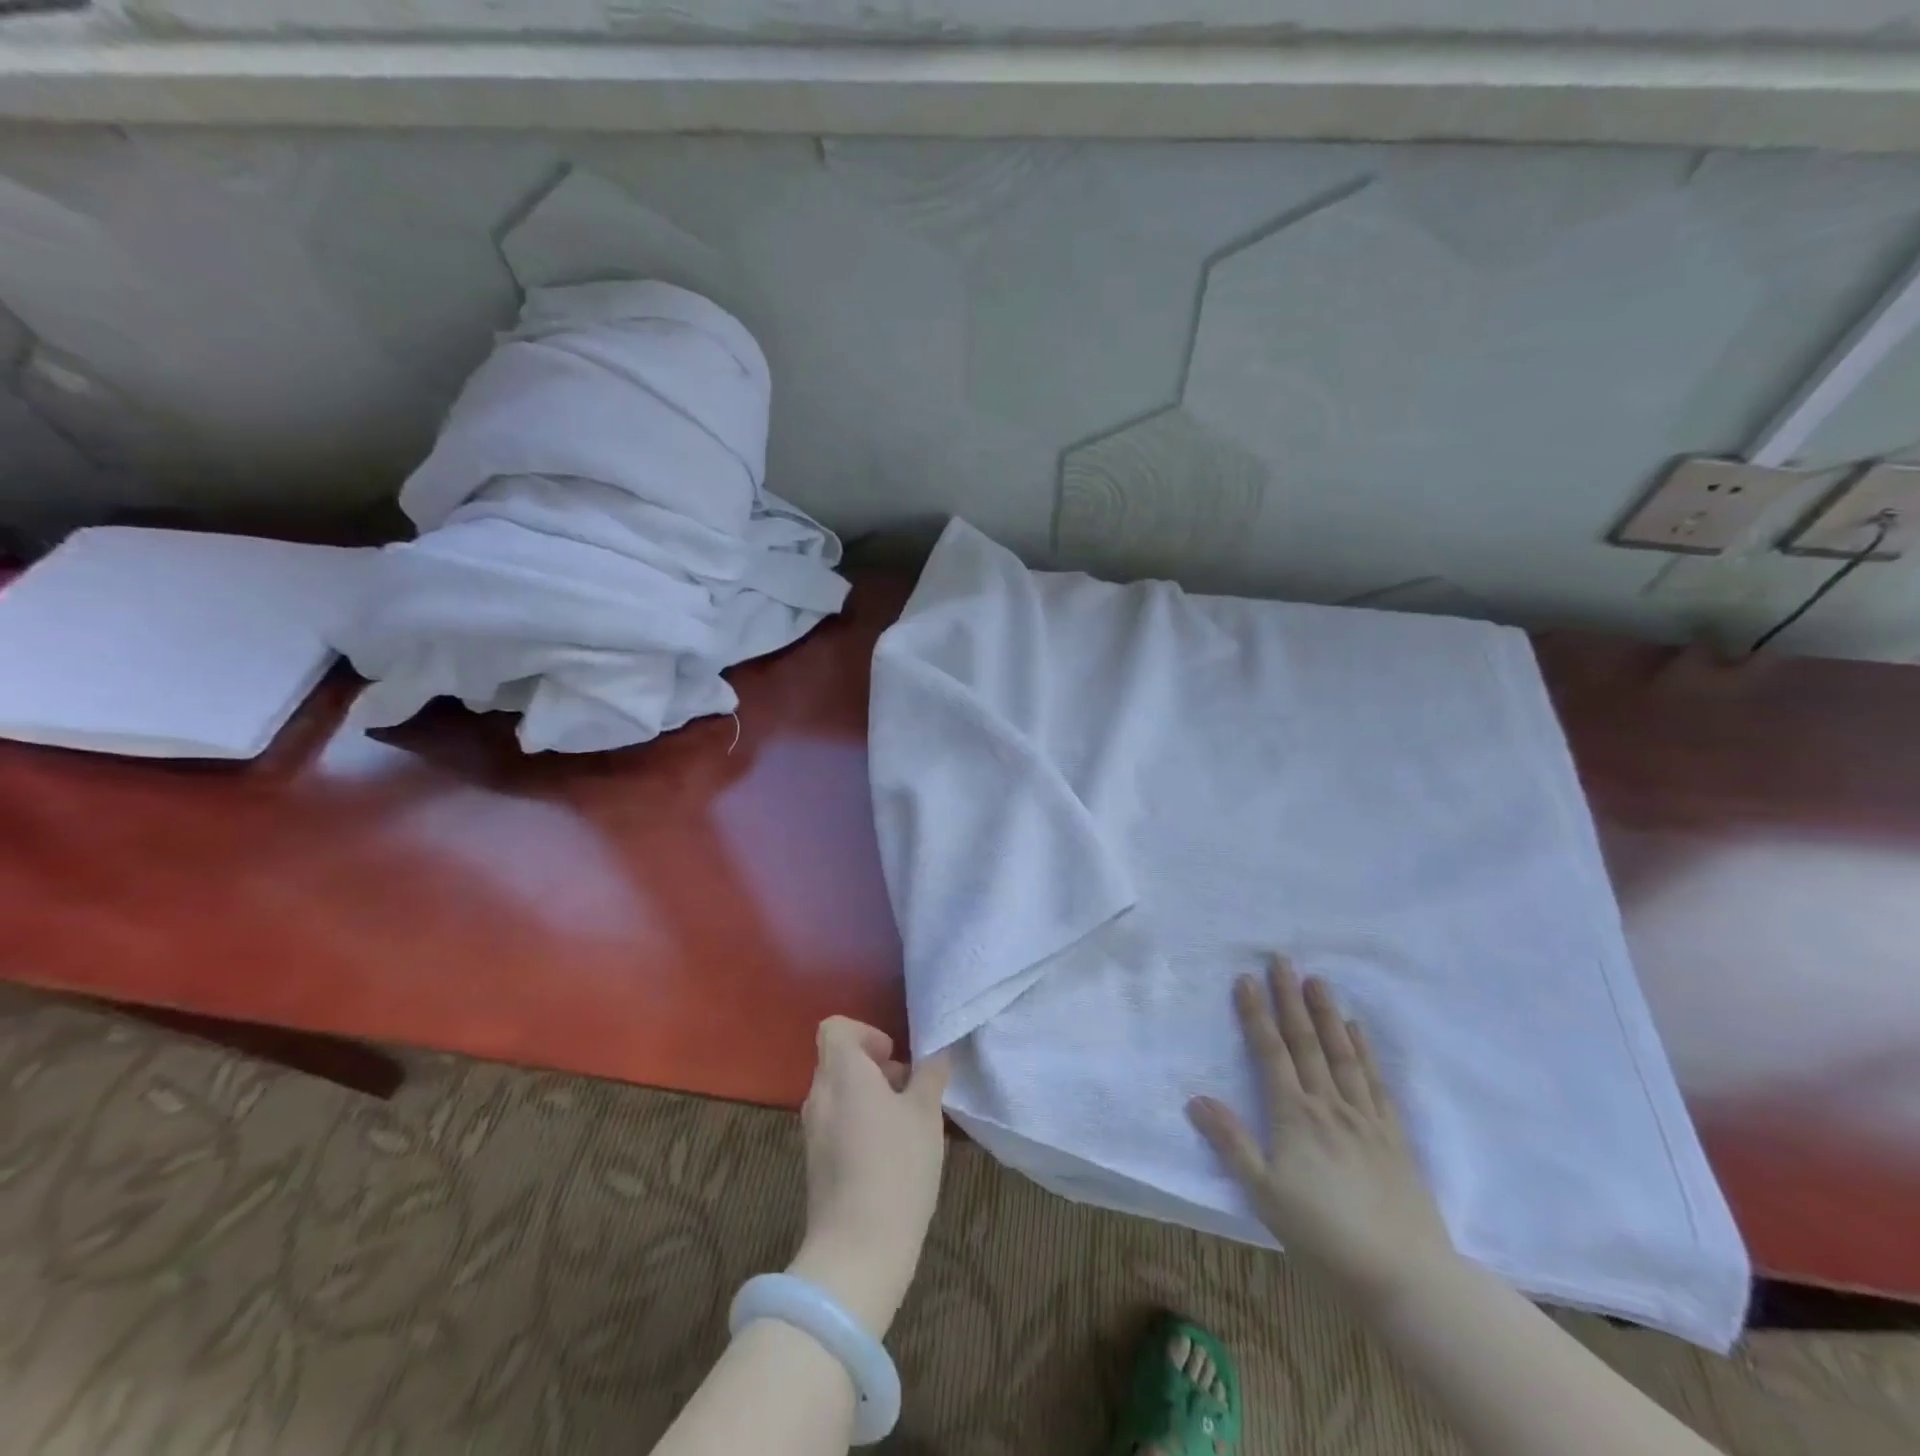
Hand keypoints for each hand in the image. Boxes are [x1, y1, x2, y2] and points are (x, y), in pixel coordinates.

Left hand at [789, 1017, 950, 1337]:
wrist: (857, 1250)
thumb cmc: (897, 1167)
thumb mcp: (926, 1114)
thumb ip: (930, 1075)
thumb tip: (937, 1054)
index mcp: (842, 1072)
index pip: (835, 1028)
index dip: (865, 1033)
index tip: (894, 1057)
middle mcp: (820, 1095)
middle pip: (839, 1060)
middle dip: (875, 1068)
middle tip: (910, 1091)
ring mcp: (813, 1130)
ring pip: (840, 1094)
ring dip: (870, 1097)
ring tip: (907, 1125)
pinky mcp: (815, 1162)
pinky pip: (836, 1123)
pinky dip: (859, 1124)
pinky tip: (890, 1155)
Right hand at [1187, 957, 1455, 1310]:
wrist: (1406, 1276)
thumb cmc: (1324, 1236)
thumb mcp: (1264, 1195)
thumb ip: (1231, 1143)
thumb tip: (1196, 1098)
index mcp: (1295, 1116)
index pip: (1270, 1053)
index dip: (1256, 1014)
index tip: (1246, 978)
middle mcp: (1329, 1105)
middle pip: (1306, 1042)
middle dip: (1290, 998)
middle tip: (1282, 959)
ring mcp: (1365, 1118)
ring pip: (1342, 1053)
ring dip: (1327, 1013)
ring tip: (1317, 980)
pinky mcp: (1393, 1137)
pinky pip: (1375, 1082)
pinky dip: (1365, 1051)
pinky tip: (1358, 1031)